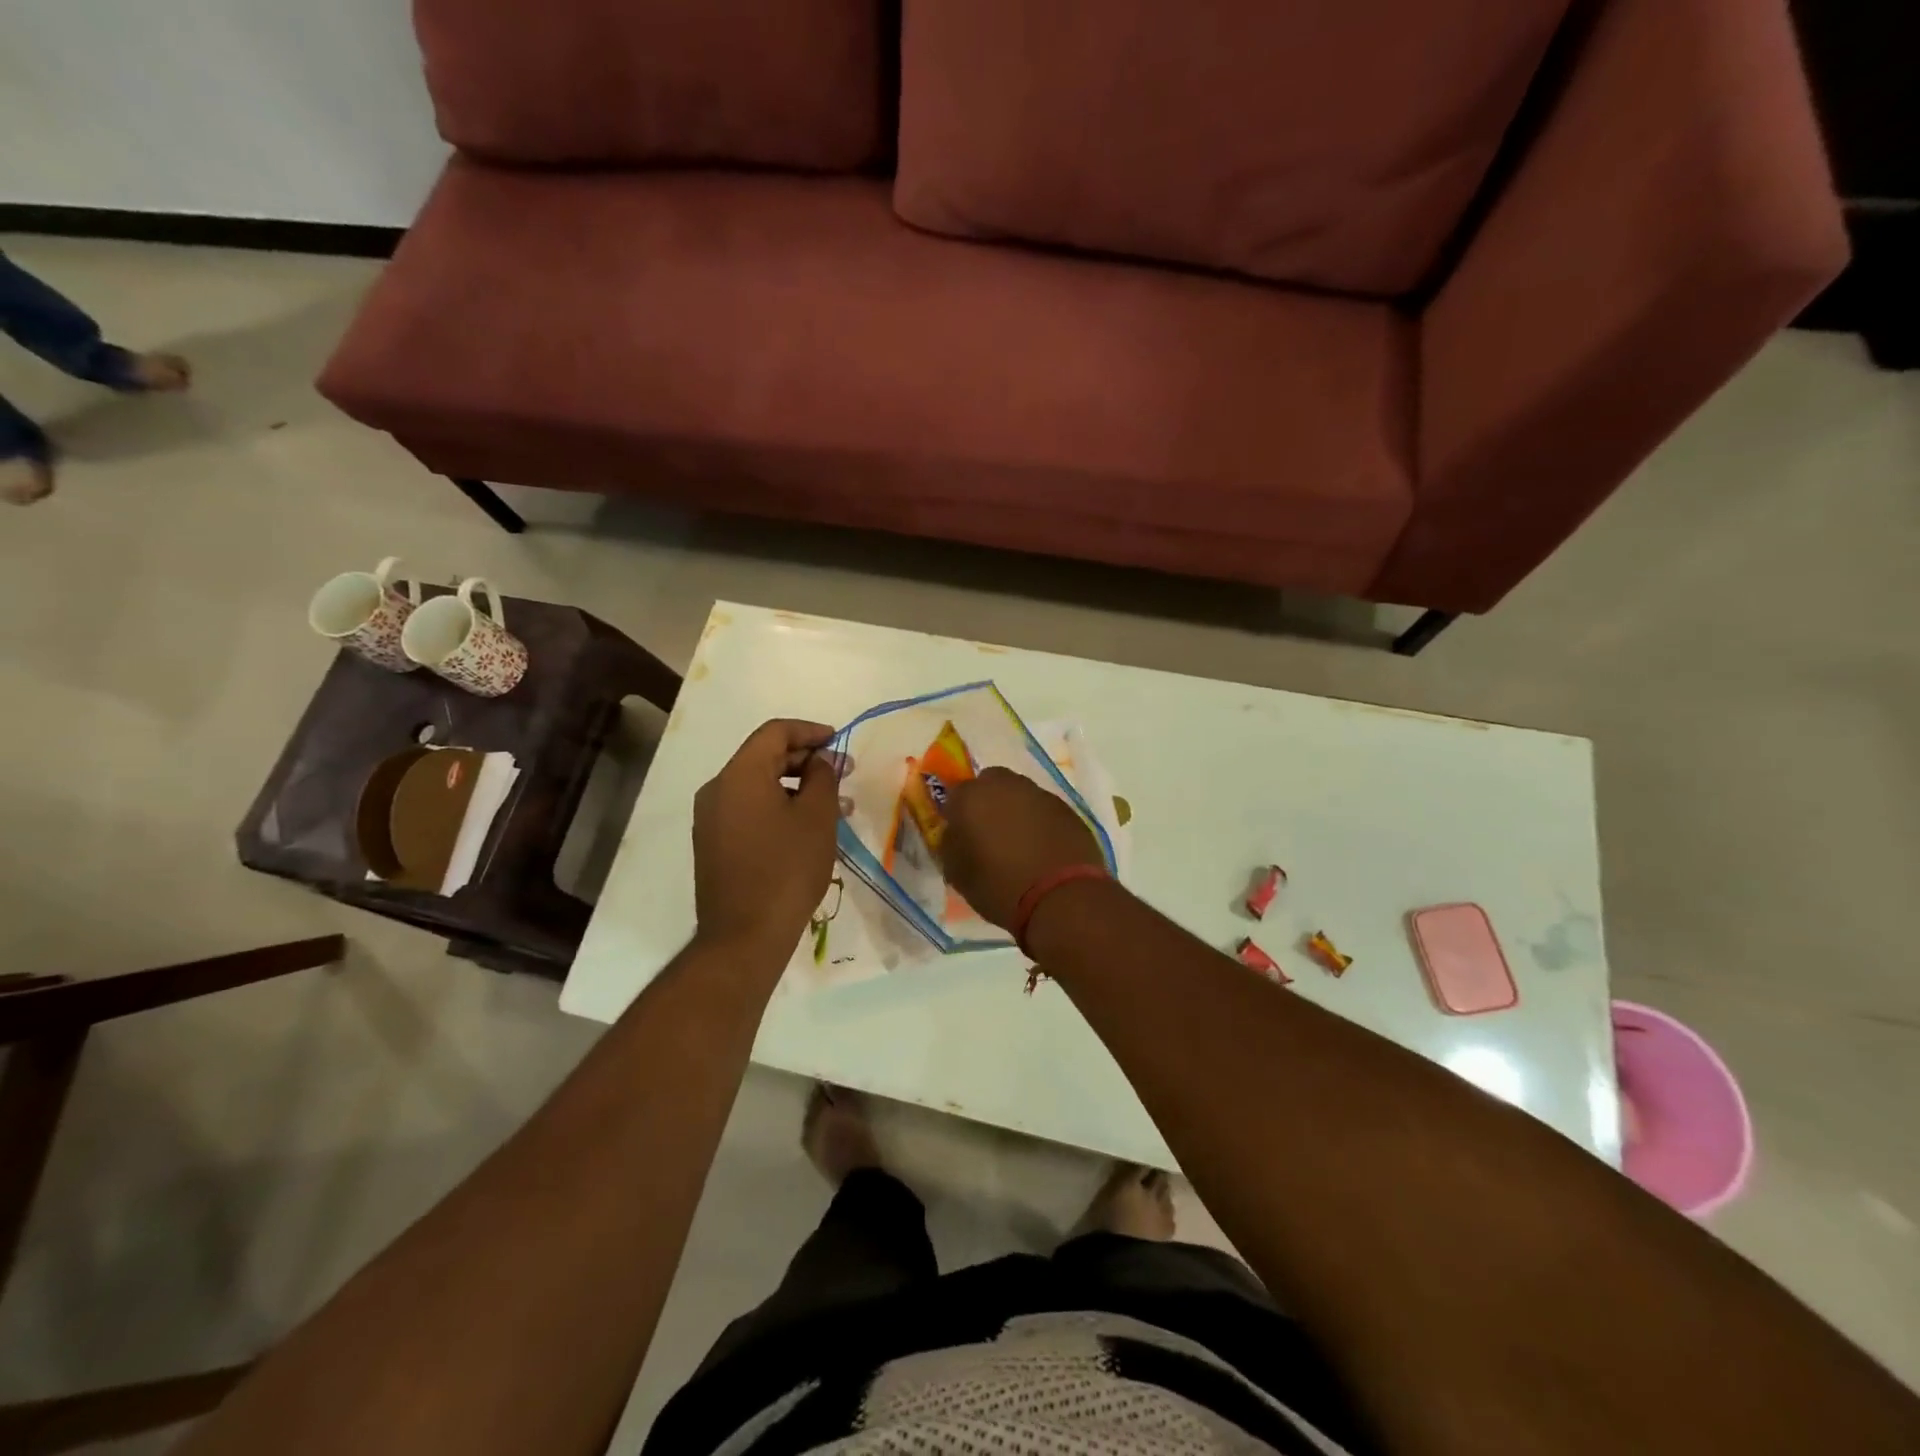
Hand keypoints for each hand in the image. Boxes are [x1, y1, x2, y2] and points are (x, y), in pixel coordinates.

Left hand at [693, 719, 839, 958]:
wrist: (745, 935)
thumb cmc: (787, 869)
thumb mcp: (817, 817)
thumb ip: (822, 777)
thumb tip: (819, 760)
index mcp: (740, 775)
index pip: (774, 732)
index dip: (810, 731)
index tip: (839, 742)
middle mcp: (717, 790)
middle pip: (764, 758)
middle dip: (806, 761)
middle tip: (843, 774)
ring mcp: (711, 819)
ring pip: (758, 787)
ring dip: (796, 788)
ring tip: (835, 807)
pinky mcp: (713, 844)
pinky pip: (749, 810)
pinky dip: (778, 808)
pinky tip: (807, 828)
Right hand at [938, 767, 1105, 929]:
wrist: (1061, 897)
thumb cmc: (1000, 887)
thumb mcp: (957, 874)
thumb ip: (950, 845)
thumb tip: (955, 834)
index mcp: (972, 797)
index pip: (955, 794)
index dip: (956, 813)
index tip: (960, 834)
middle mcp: (1006, 786)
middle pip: (991, 783)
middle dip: (987, 801)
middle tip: (989, 832)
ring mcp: (1040, 794)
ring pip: (1020, 794)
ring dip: (1016, 810)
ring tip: (1019, 843)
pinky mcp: (1067, 809)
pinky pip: (1044, 810)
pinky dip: (1040, 822)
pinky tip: (1043, 849)